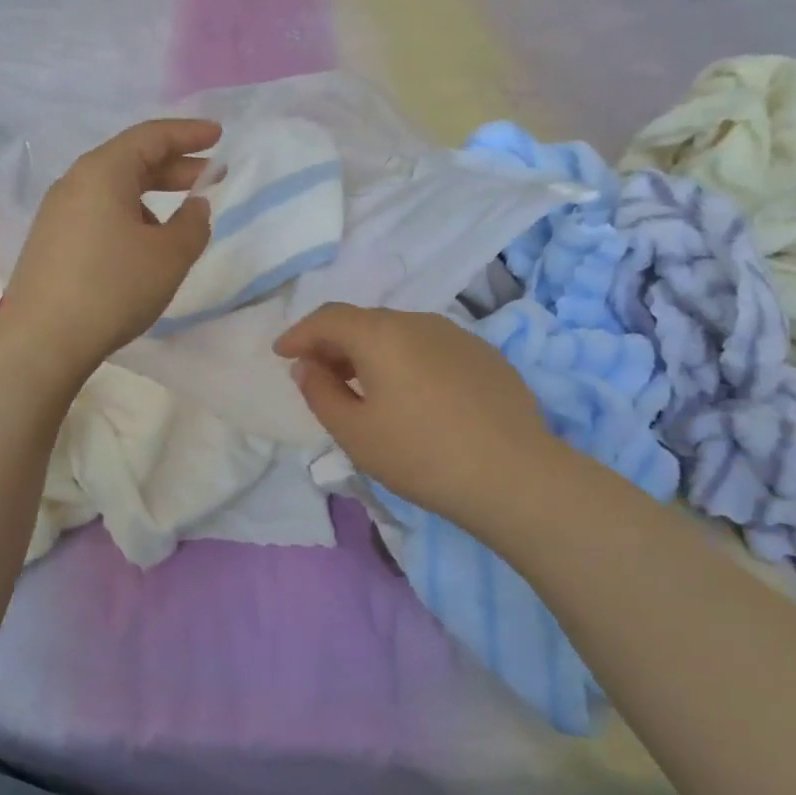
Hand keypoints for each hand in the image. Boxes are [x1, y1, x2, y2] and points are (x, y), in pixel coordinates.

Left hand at [0, 119, 217, 382]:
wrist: (43, 338)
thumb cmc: (113, 288)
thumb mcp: (169, 257)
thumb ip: (193, 224)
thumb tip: (197, 206)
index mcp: (103, 172)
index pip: (151, 136)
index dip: (189, 134)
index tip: (218, 136)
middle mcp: (75, 182)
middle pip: (130, 160)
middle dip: (173, 166)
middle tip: (209, 176)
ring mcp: (57, 212)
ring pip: (113, 189)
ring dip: (150, 196)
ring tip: (179, 221)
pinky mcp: (51, 241)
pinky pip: (97, 213)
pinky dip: (128, 216)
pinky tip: (142, 246)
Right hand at [274, 304, 552, 523]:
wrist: (513, 475)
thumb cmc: (421, 455)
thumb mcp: (355, 433)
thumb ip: (320, 393)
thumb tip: (306, 366)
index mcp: (381, 335)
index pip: (328, 318)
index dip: (299, 333)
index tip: (281, 354)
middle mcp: (419, 322)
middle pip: (365, 322)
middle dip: (334, 343)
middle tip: (317, 373)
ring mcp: (458, 336)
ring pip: (400, 334)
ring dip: (370, 352)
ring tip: (361, 386)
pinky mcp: (485, 356)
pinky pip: (430, 348)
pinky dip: (405, 361)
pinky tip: (411, 396)